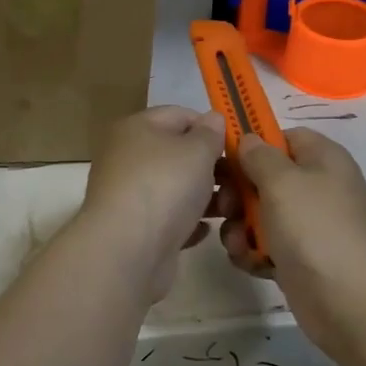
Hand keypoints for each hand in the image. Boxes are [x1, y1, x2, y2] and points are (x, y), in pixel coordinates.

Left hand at [76, 105, 225, 303]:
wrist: (127, 250)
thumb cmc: (164, 186)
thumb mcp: (197, 150)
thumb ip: (210, 133)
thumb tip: (212, 119)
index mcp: (136, 128)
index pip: (179, 115)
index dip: (210, 127)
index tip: (237, 147)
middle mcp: (127, 157)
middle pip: (178, 154)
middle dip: (213, 168)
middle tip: (239, 183)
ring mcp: (129, 195)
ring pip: (176, 189)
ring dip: (206, 198)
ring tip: (230, 210)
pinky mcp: (134, 229)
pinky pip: (168, 219)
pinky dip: (187, 223)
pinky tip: (204, 231)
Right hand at [219, 128, 365, 365]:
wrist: (353, 304)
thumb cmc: (316, 230)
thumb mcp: (282, 182)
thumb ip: (259, 156)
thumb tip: (249, 140)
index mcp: (322, 159)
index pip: (283, 137)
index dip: (254, 144)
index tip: (225, 160)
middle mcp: (317, 188)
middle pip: (265, 177)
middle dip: (238, 192)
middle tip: (226, 208)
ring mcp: (309, 226)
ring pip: (260, 214)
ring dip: (241, 227)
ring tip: (240, 244)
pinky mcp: (299, 259)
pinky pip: (266, 245)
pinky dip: (254, 253)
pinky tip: (251, 264)